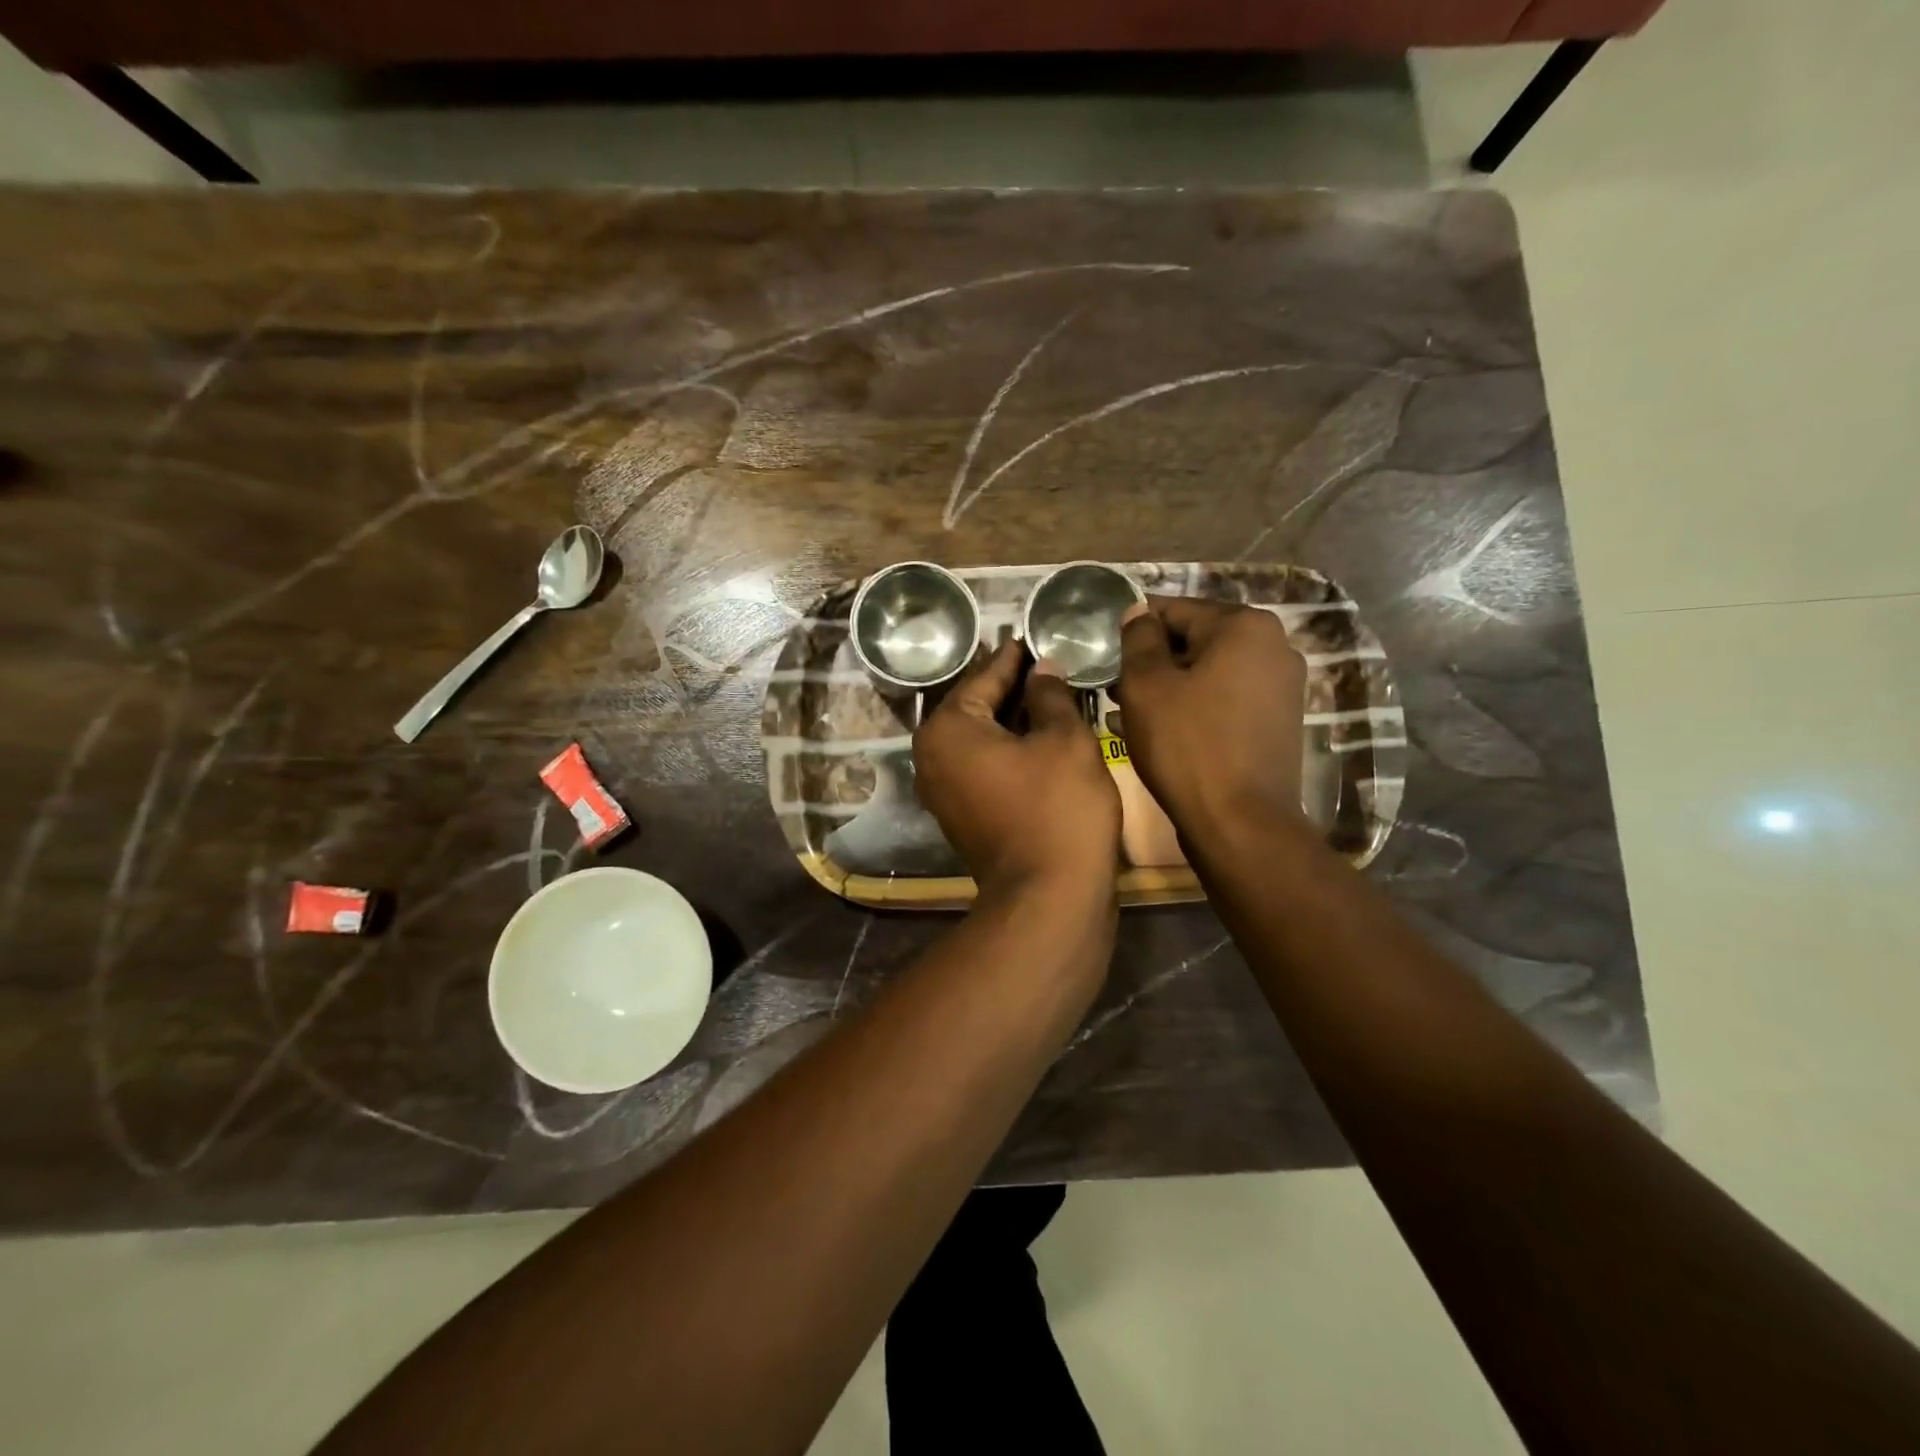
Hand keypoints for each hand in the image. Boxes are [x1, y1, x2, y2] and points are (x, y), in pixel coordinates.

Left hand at [912, 641, 1120, 895]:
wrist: (1049, 898)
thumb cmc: (1057, 808)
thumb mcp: (1064, 739)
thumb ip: (1050, 695)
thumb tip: (1042, 669)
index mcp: (946, 730)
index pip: (983, 677)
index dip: (1014, 656)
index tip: (1032, 636)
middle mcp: (932, 758)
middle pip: (976, 708)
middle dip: (1012, 687)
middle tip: (1048, 663)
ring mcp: (943, 792)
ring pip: (981, 740)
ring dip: (1014, 719)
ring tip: (1052, 694)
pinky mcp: (962, 816)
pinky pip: (984, 767)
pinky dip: (1009, 750)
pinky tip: (1042, 737)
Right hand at [1114, 597, 1307, 839]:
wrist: (1239, 822)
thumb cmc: (1186, 745)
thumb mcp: (1146, 685)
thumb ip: (1138, 638)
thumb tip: (1138, 611)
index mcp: (1245, 626)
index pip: (1174, 610)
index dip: (1133, 629)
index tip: (1104, 652)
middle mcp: (1274, 647)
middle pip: (1195, 641)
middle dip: (1152, 661)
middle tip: (1113, 688)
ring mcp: (1281, 687)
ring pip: (1208, 674)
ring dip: (1168, 687)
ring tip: (1126, 712)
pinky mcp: (1277, 722)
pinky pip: (1224, 701)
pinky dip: (1193, 708)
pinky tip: (1158, 731)